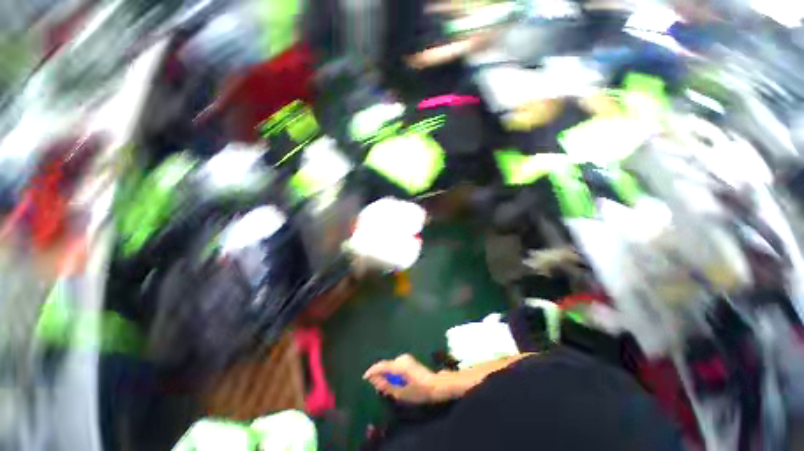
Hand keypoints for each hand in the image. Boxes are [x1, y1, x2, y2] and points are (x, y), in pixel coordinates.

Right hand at [363, 354, 439, 403]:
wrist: (435, 385)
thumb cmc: (419, 391)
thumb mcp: (401, 393)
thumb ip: (387, 386)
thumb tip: (375, 381)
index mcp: (399, 365)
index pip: (382, 365)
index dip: (372, 371)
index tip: (364, 378)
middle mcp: (401, 359)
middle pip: (385, 365)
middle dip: (379, 375)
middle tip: (376, 387)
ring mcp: (405, 358)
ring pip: (390, 366)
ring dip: (385, 374)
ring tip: (385, 387)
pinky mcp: (408, 361)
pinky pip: (395, 366)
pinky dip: (391, 373)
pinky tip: (393, 382)